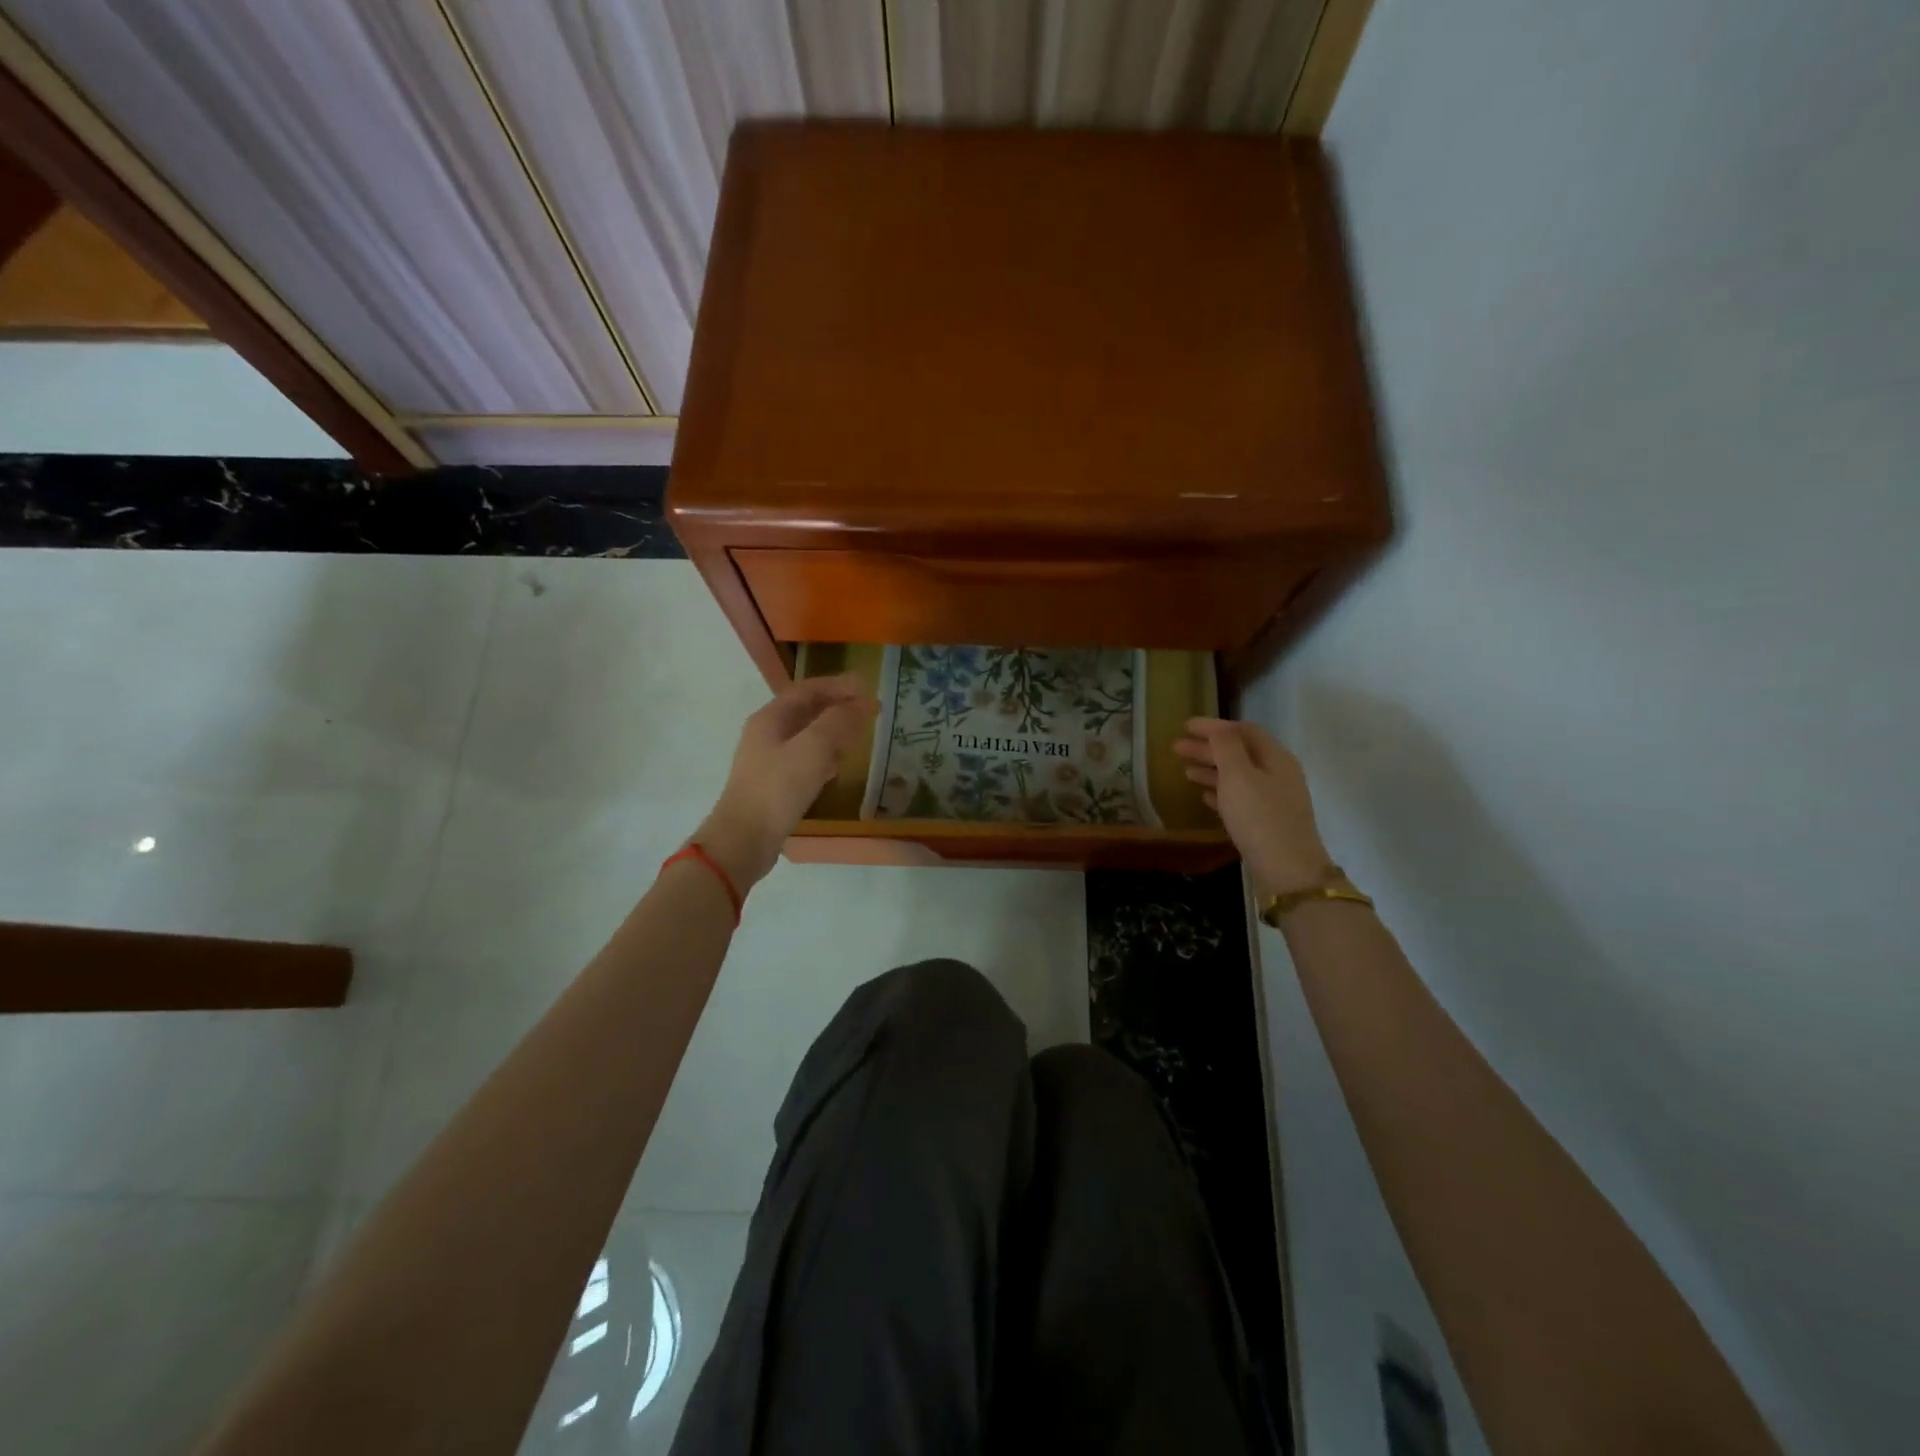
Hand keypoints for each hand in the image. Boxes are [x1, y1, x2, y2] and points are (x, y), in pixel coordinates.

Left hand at [695, 673, 878, 890]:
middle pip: (806, 710)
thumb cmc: (777, 789)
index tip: (867, 688)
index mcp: (770, 718)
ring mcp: (768, 760)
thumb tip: (858, 705)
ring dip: (832, 730)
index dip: (838, 686)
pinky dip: (824, 755)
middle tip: (868, 711)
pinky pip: (804, 759)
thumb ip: (837, 722)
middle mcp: (766, 734)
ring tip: (858, 734)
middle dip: (837, 707)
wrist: (744, 839)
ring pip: (806, 735)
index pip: (807, 689)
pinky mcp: (774, 784)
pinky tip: (837, 767)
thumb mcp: (813, 749)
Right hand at [1174, 718, 1331, 900]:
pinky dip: (1220, 791)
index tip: (1185, 726)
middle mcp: (1278, 774)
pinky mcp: (1266, 822)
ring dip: (1211, 769)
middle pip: (1240, 753)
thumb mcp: (1239, 776)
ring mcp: (1274, 800)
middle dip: (1209, 748)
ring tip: (1185, 771)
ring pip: (1238, 776)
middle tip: (1177, 748)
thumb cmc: (1259, 817)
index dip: (1214, 726)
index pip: (1244, 731)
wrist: (1287, 870)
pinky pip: (1239, 798)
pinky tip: (1203, 795)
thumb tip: (1218, 729)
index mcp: (1276, 758)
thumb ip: (1226, 748)